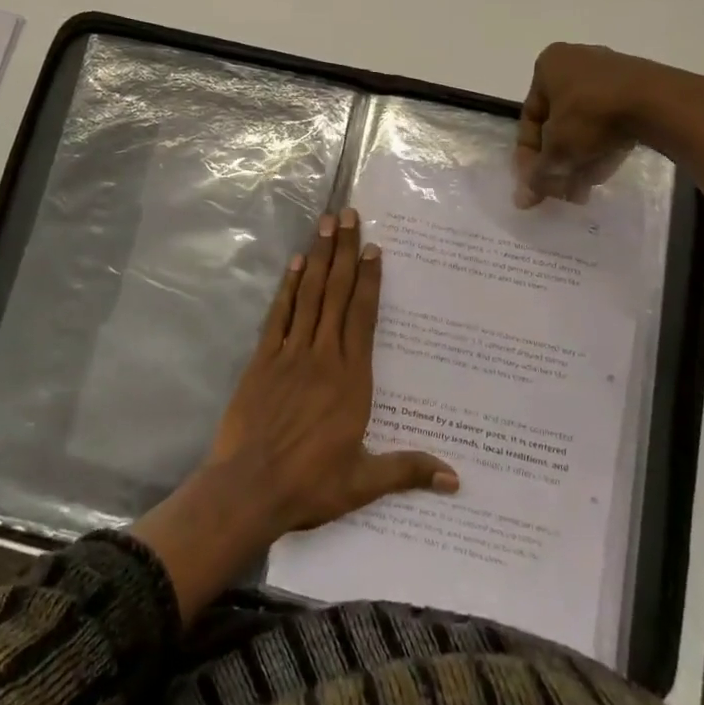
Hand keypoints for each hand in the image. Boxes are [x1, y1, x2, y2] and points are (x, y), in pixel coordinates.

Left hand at [130, 208, 456, 621]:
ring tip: (325, 224)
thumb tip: (456, 479)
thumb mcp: (364, 482)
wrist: (248, 489)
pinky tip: (294, 263)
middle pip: (336, 294)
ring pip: (309, 295)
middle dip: (344, 252)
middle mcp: (323, 356)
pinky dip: (288, 287)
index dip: (369, 280)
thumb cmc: (309, 484)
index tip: (373, 248)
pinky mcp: (263, 359)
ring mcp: (290, 353)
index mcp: (351, 379)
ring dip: (319, 258)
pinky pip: (279, 314)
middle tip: (348, 215)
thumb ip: (407, 470)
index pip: (363, 317)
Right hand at [513, 41, 703, 228]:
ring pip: (585, 124)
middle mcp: (576, 61)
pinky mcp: (638, 85)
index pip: (530, 118)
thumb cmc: (592, 116)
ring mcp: (610, 71)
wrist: (659, 103)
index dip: (529, 157)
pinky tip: (604, 170)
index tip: (534, 185)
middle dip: (558, 161)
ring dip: (579, 158)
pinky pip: (610, 119)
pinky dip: (602, 144)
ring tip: (583, 189)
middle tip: (561, 191)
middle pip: (558, 122)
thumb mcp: (557, 150)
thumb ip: (537, 175)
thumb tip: (522, 200)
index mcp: (549, 65)